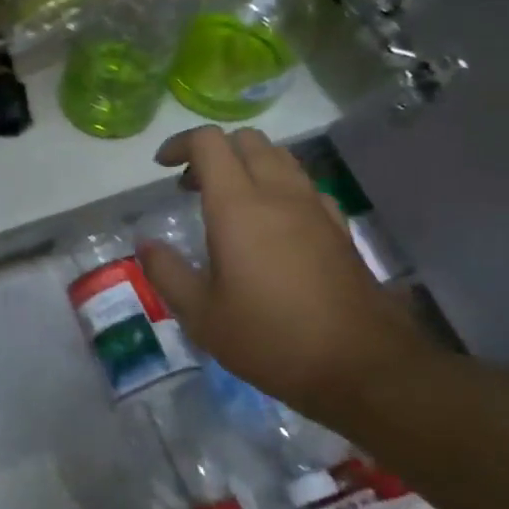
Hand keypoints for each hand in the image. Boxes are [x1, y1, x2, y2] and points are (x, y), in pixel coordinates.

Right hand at [137, 127, 431, 408]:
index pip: (209, 143)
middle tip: (192, 186)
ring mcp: (315, 208)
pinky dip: (279, 186)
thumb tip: (146, 245)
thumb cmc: (270, 338)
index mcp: (238, 206)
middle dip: (214, 151)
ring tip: (228, 201)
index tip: (162, 167)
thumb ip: (167, 272)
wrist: (362, 367)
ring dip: (248, 164)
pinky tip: (271, 223)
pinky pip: (304, 185)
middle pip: (247, 141)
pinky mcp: (339, 227)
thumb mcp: (201, 315)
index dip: (180, 144)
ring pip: (280, 157)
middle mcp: (279, 194)